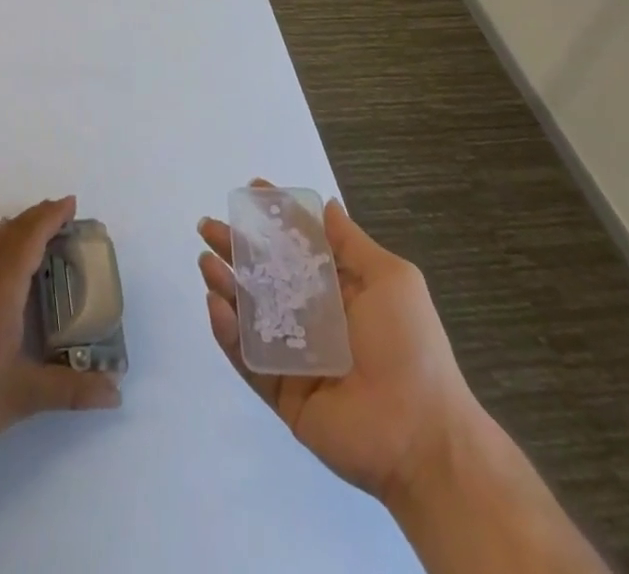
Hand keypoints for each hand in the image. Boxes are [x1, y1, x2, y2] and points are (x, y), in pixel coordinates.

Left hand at [0, 195, 121, 476]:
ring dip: (19, 232)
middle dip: (38, 218)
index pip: (28, 237)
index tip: (71, 204)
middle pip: (11, 232)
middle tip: (64, 216)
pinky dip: (3, 249)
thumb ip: (72, 390)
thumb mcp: (26, 396)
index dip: (50, 216)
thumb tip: (115, 393)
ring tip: (41, 235)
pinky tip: (7, 271)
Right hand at [198, 188, 479, 505]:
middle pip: (264, 275)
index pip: (297, 245)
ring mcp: (293, 354)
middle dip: (235, 248)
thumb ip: (351, 243)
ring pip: (248, 312)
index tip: (249, 191)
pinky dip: (228, 331)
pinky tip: (217, 305)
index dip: (274, 219)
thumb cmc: (410, 347)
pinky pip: (247, 356)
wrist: (421, 437)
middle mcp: (311, 317)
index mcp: (338, 290)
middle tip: (208, 227)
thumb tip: (327, 204)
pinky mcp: (280, 390)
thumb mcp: (391, 281)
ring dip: (225, 284)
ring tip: (206, 261)